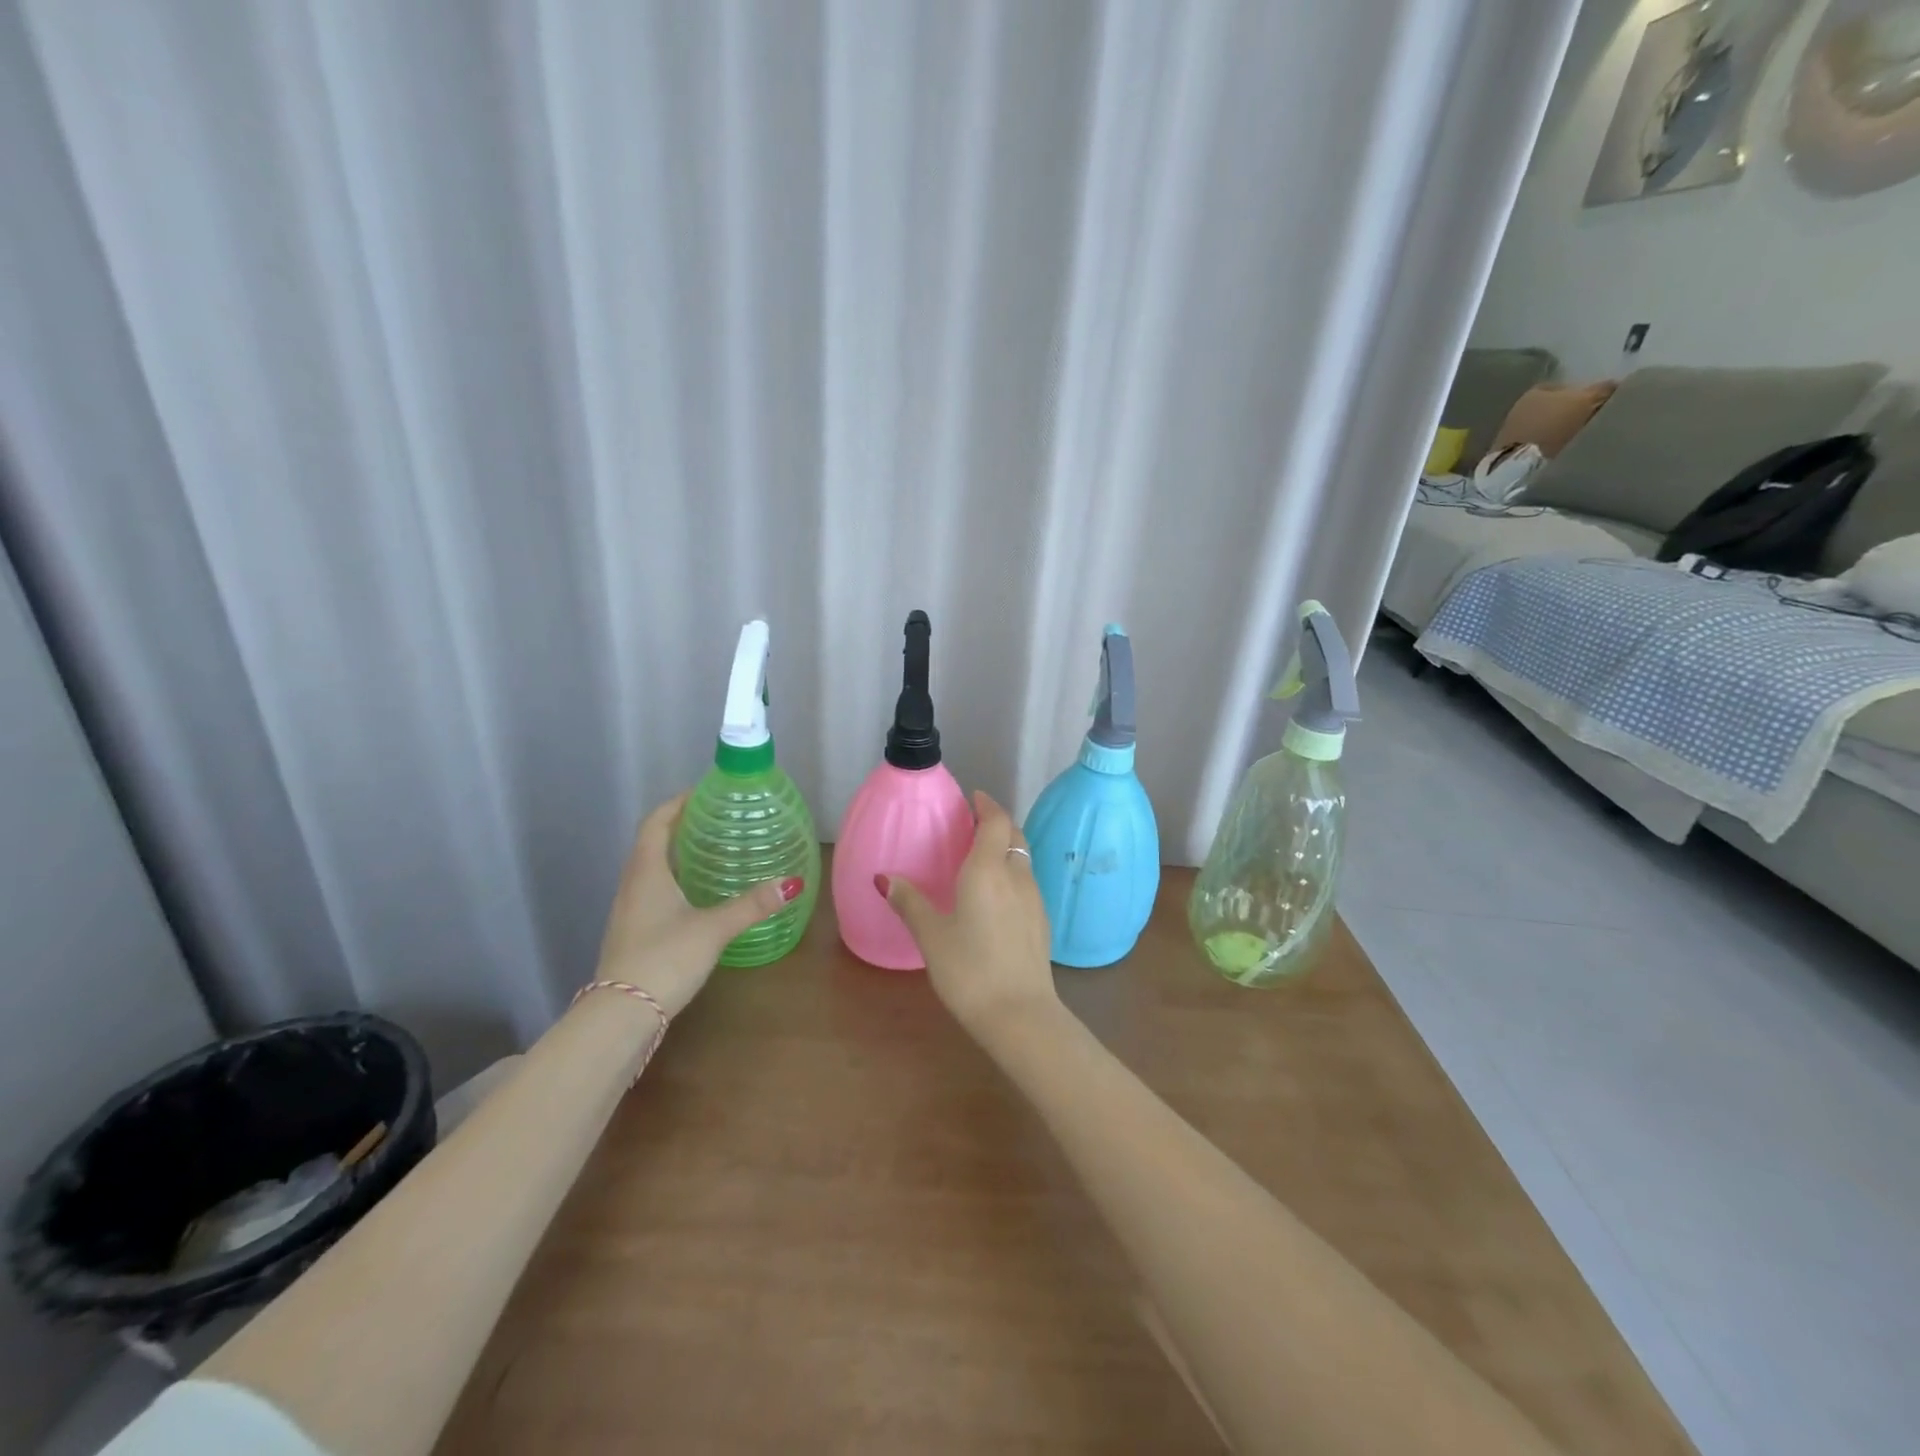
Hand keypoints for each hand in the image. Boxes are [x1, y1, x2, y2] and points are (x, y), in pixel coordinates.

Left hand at [593, 791, 802, 1017]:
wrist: (620, 1015)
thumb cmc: (664, 958)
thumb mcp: (713, 928)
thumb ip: (752, 905)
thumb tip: (792, 882)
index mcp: (647, 872)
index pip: (656, 823)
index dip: (676, 803)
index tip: (702, 792)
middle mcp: (632, 885)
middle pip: (652, 844)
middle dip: (680, 827)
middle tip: (715, 820)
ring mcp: (628, 911)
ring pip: (651, 870)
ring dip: (676, 856)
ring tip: (711, 852)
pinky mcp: (632, 933)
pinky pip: (652, 892)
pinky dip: (674, 881)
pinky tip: (697, 896)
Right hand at [880, 790, 1058, 1039]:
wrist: (1021, 1015)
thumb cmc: (969, 970)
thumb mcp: (931, 935)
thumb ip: (909, 902)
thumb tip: (884, 878)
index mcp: (988, 870)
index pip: (995, 821)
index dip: (986, 805)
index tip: (974, 797)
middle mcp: (1016, 876)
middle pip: (1014, 836)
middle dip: (997, 823)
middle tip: (973, 824)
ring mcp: (1034, 899)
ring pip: (1023, 860)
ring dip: (1006, 849)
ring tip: (981, 858)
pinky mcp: (1042, 921)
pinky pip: (1026, 883)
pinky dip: (1012, 874)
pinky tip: (996, 896)